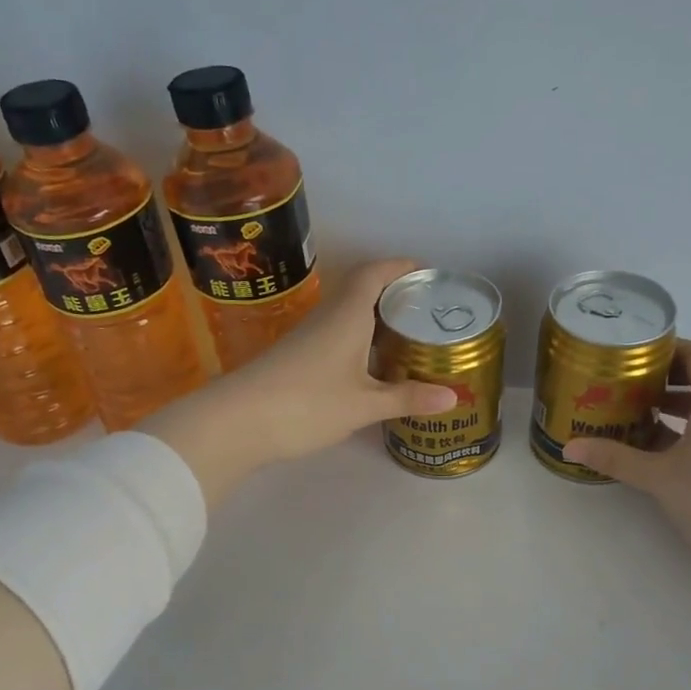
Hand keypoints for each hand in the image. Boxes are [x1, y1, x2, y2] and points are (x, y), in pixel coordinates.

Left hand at [142, 259, 456, 506]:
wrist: (237, 422)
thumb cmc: (307, 404)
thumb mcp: (364, 405)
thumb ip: (407, 398)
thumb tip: (453, 397)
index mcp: (347, 316)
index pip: (375, 273)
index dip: (400, 267)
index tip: (426, 272)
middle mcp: (327, 317)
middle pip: (361, 291)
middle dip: (393, 294)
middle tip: (425, 311)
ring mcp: (307, 337)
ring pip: (347, 315)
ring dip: (374, 319)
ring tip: (405, 337)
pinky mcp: (295, 357)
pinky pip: (335, 335)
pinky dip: (358, 340)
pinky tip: (369, 365)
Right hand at [563, 340, 690, 578]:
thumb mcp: (659, 476)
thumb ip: (616, 458)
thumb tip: (570, 447)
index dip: (666, 349)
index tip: (632, 355)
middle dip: (663, 379)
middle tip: (624, 385)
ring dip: (674, 407)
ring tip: (634, 415)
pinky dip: (688, 430)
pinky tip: (658, 449)